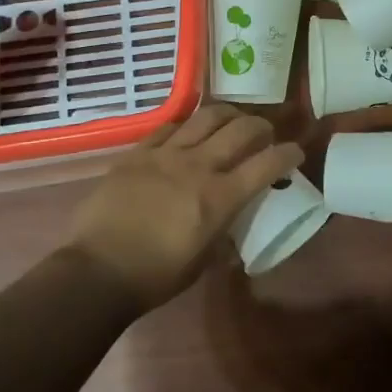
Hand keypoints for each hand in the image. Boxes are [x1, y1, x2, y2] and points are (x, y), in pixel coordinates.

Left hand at [68, 104, 302, 309]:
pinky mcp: (137, 152)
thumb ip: (223, 234)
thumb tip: (231, 223)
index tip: (295, 152)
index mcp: (220, 198)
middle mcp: (198, 166)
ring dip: (228, 115)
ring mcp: (165, 154)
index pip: (267, 164)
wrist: (97, 272)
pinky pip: (169, 126)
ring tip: (232, 121)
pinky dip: (187, 126)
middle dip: (262, 127)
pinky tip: (188, 133)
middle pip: (242, 129)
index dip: (288, 154)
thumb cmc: (155, 277)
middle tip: (265, 134)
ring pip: (207, 116)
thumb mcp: (203, 262)